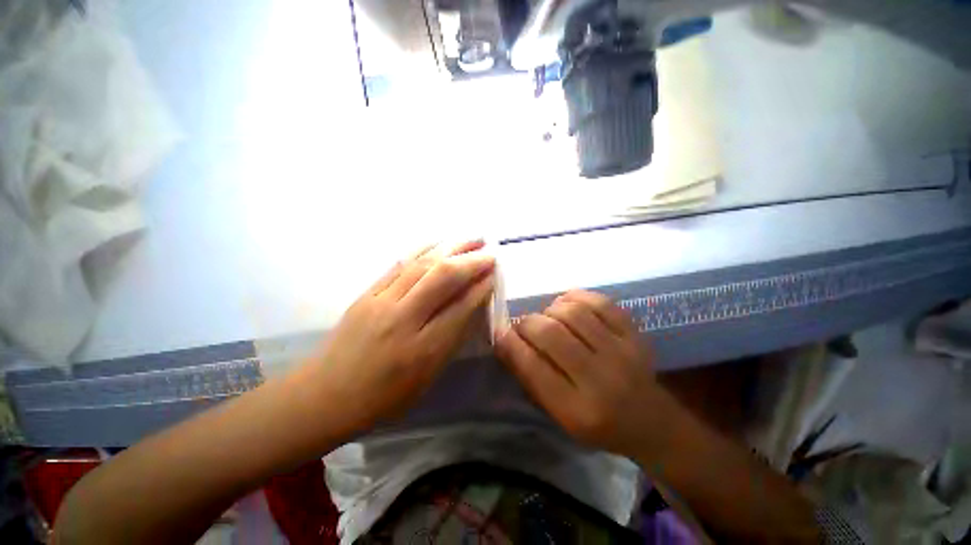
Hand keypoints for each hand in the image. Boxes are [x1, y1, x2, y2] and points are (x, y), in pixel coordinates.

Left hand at [303, 240, 494, 434]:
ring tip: (472, 238)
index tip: (495, 273)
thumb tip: (471, 306)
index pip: (460, 307)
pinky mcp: (367, 292)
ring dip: (451, 248)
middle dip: (471, 261)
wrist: (325, 395)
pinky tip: (439, 242)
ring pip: (422, 264)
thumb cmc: (383, 397)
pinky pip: (400, 264)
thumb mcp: (427, 378)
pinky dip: (424, 249)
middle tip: (490, 252)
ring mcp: (381, 302)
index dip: (481, 287)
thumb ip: (451, 340)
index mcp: (423, 350)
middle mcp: (403, 319)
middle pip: (442, 278)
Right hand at [495, 290, 664, 456]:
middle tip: (523, 325)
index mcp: (578, 411)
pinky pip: (599, 302)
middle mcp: (601, 380)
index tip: (500, 332)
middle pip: (551, 334)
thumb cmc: (597, 424)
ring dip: (550, 309)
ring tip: (548, 317)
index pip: (533, 367)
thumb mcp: (559, 415)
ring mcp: (623, 352)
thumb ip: (531, 378)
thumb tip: (506, 340)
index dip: (510, 344)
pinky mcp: (635, 334)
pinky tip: (567, 304)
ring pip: (573, 313)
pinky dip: (576, 297)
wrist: (651, 421)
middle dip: (528, 323)